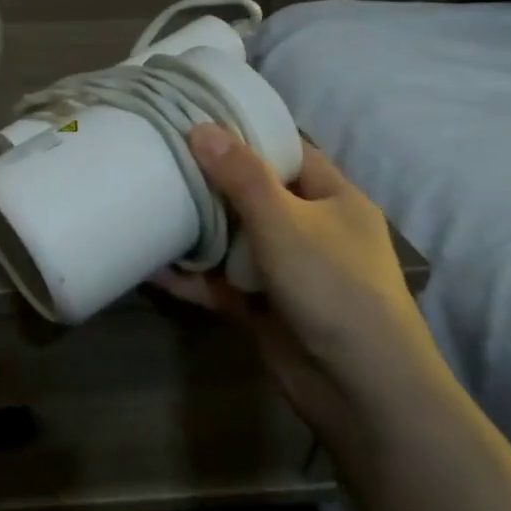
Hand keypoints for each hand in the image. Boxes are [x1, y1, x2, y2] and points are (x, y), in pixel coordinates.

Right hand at [156, 125, 447, 444]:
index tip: (199, 119)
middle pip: (253, 193)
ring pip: (233, 238)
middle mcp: (312, 231)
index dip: (248, 134)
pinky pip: (220, 282)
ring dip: (195, 229)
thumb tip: (201, 126)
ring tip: (147, 203)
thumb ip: (241, 175)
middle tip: (161, 157)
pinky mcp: (264, 307)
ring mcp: (287, 271)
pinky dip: (190, 276)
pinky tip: (150, 266)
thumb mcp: (285, 221)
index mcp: (334, 200)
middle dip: (210, 180)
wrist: (363, 390)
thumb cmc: (334, 288)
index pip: (290, 152)